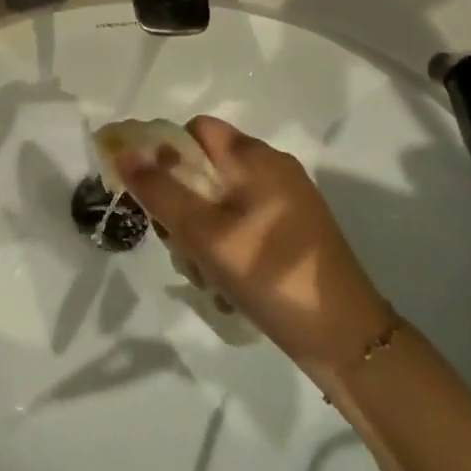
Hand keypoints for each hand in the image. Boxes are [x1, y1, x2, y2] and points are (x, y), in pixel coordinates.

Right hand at [116, 116, 394, 383]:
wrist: (347, 340)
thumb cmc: (270, 275)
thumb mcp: (204, 233)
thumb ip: (160, 190)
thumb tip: (122, 151)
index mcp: (255, 156)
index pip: (195, 130)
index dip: (165, 152)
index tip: (151, 194)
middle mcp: (272, 168)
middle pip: (205, 167)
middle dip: (181, 203)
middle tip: (178, 243)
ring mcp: (287, 202)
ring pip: (221, 200)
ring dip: (201, 231)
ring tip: (204, 273)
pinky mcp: (295, 233)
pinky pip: (244, 223)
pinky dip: (226, 244)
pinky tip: (226, 283)